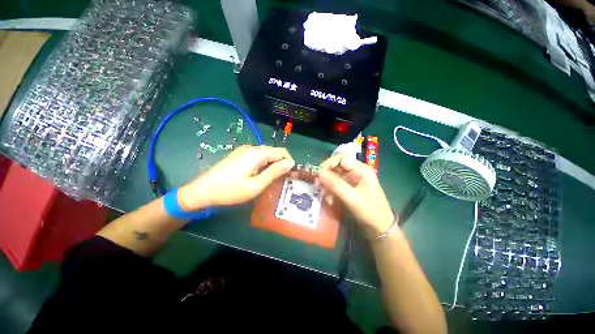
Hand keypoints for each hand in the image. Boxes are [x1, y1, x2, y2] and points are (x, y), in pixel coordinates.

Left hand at [178, 145, 294, 209]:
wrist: (202, 191)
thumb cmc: (231, 190)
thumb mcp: (256, 184)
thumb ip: (274, 172)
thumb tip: (291, 162)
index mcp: (257, 154)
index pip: (281, 152)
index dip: (289, 162)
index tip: (290, 175)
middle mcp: (252, 148)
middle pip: (274, 151)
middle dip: (281, 163)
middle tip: (282, 179)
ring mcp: (244, 150)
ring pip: (266, 154)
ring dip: (272, 164)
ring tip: (271, 178)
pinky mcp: (239, 155)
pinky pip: (257, 156)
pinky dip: (263, 163)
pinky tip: (259, 174)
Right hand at [318, 154, 394, 238]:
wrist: (380, 229)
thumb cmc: (370, 211)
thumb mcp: (352, 198)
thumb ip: (335, 184)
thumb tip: (319, 173)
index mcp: (360, 170)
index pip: (341, 158)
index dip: (328, 163)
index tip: (318, 174)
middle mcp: (355, 172)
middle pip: (336, 167)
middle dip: (326, 176)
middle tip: (318, 186)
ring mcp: (352, 181)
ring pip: (334, 177)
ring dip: (327, 186)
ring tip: (326, 197)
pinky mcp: (348, 190)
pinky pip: (335, 186)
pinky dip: (331, 192)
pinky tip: (330, 201)